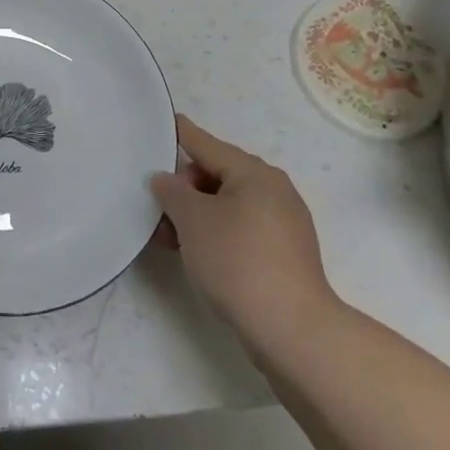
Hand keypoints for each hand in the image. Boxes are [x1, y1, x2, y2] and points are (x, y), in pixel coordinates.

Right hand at [151, 115, 339, 354]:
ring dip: (196, 216)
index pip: (207, 144)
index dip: (181, 134)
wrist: (291, 329)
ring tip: (169, 239)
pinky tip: (196, 254)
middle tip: (157, 211)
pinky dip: (216, 233)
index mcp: (255, 173)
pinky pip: (241, 229)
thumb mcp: (193, 220)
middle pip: (217, 175)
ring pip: (228, 205)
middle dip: (184, 190)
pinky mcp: (284, 254)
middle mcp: (274, 190)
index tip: (165, 120)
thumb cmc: (237, 261)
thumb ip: (172, 192)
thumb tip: (166, 180)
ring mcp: (283, 223)